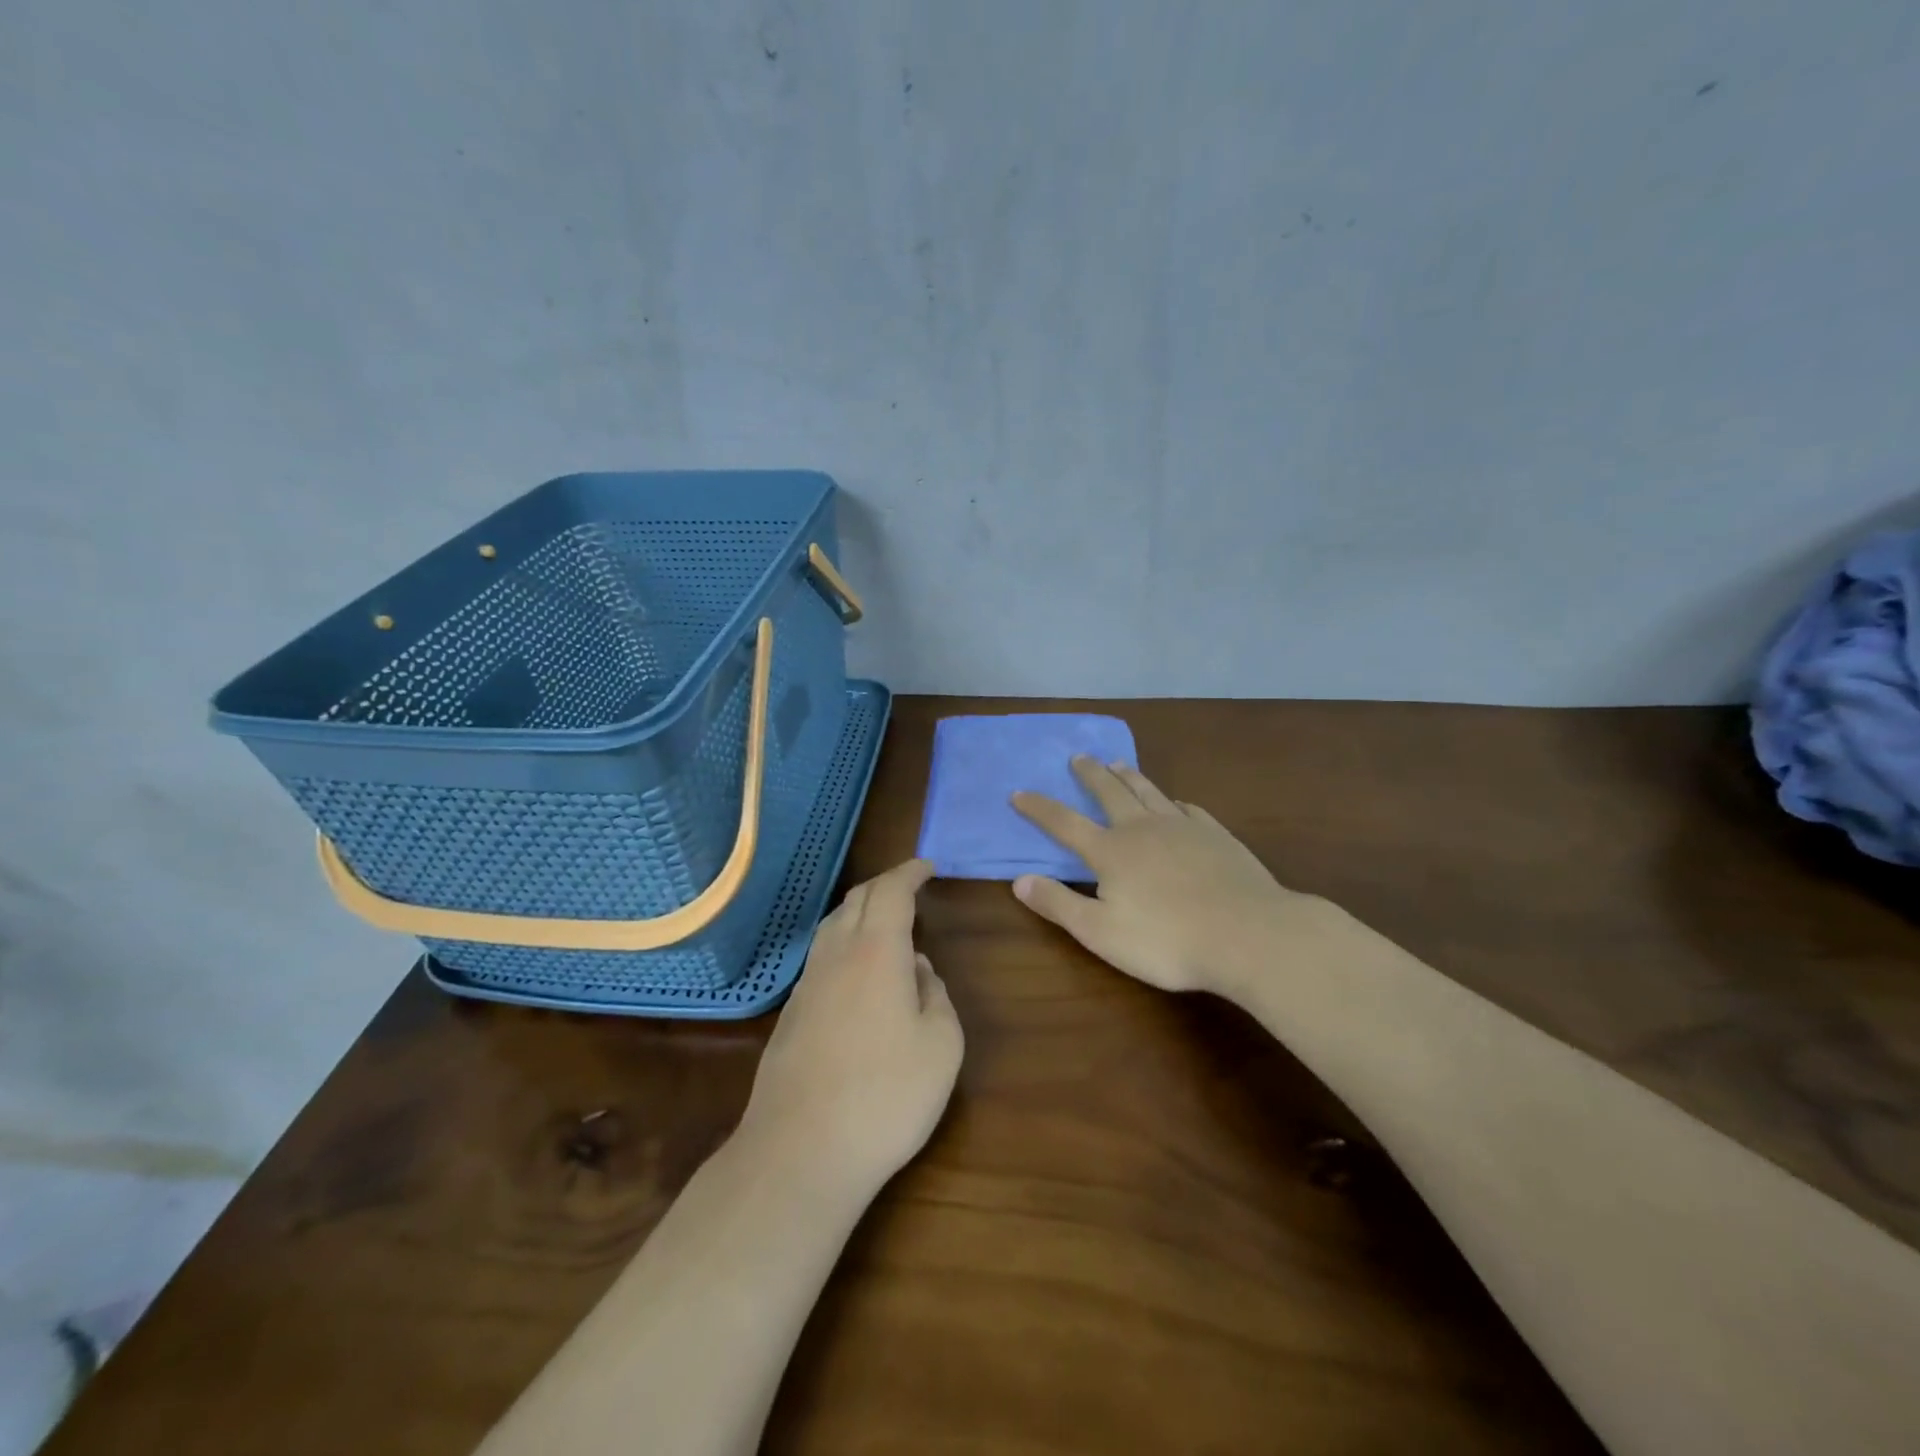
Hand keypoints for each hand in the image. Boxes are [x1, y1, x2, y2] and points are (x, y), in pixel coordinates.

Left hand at [738, 860, 962, 1194]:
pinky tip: (855, 969)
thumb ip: (936, 995)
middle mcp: (837, 955)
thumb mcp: (941, 1046)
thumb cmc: (886, 1096)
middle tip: (910, 887)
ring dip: (860, 910)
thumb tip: (919, 970)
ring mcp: (807, 984)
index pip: (891, 891)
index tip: (928, 867)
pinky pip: (821, 956)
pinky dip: (843, 941)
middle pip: (857, 899)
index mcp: (877, 951)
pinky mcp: (791, 1013)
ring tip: (884, 920)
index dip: (910, 872)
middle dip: (885, 884)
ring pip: (833, 925)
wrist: (801, 1152)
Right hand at [1011, 758, 1302, 997]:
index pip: (1064, 823)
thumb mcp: (1100, 932)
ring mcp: (1183, 827)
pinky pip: (1189, 809)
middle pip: (1110, 793)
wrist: (1249, 934)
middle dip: (1090, 774)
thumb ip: (1058, 904)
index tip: (1018, 792)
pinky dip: (1174, 802)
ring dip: (1129, 776)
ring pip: (1149, 791)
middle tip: (1078, 757)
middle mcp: (1142, 828)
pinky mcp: (1216, 835)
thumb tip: (1018, 880)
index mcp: (1111, 851)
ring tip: (1118, 762)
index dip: (1039, 808)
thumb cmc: (1167, 941)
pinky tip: (1177, 803)